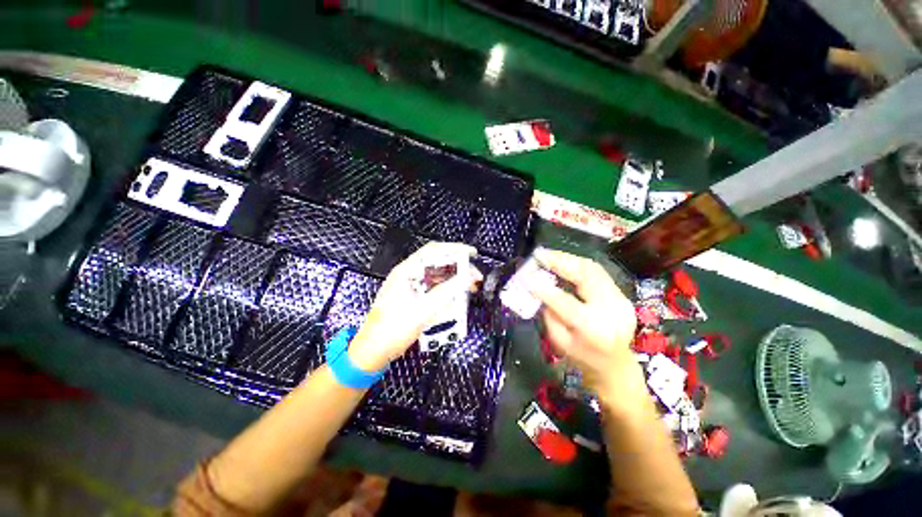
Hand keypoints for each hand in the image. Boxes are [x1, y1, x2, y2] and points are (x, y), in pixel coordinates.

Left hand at [348, 242, 481, 370]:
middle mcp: (408, 274)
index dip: (454, 249)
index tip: (472, 254)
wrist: (374, 351)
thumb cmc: (394, 329)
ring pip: (437, 275)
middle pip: (437, 263)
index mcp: (406, 271)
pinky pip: (434, 287)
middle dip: (458, 267)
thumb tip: (467, 278)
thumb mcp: (423, 310)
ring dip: (454, 279)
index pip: (433, 251)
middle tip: (476, 277)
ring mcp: (410, 286)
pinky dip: (447, 289)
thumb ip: (446, 292)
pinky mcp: (413, 297)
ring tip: (471, 286)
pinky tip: (458, 295)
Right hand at [528, 248, 641, 400]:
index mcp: (594, 329)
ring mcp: (620, 299)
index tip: (526, 276)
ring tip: (549, 254)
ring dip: (568, 259)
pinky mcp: (621, 294)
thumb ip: (548, 313)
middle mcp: (611, 310)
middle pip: (585, 276)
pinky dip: (578, 264)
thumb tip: (539, 287)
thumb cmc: (582, 358)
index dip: (544, 288)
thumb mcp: (559, 341)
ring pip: (593, 268)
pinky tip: (563, 261)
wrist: (615, 366)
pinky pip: (597, 272)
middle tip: (539, 254)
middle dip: (560, 261)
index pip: (565, 303)